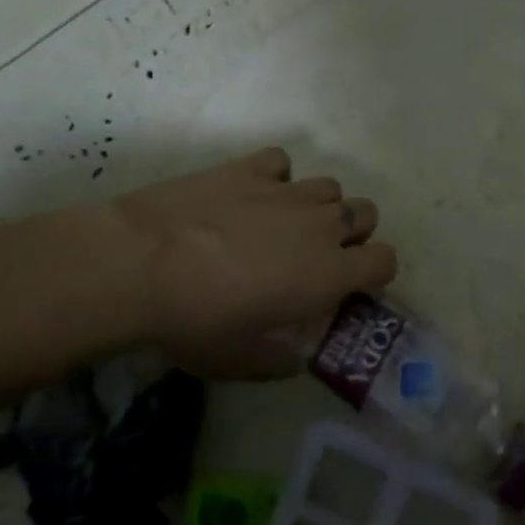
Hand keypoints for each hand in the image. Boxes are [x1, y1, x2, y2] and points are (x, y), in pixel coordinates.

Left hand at [90, 148, 396, 378]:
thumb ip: (277, 362)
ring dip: (319, 205)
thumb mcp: (239, 361)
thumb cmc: (197, 321)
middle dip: (354, 232)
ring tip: (285, 223)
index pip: (386, 260)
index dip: (376, 271)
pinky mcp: (250, 169)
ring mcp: (287, 191)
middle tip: (320, 253)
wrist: (139, 265)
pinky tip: (251, 195)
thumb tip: (294, 361)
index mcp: (329, 274)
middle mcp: (320, 226)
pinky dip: (276, 177)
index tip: (352, 284)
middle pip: (367, 212)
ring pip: (330, 186)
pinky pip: (282, 162)